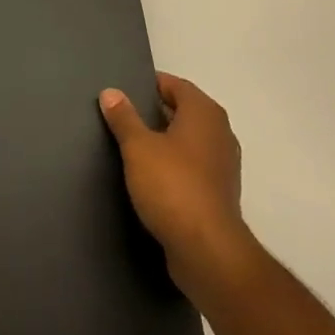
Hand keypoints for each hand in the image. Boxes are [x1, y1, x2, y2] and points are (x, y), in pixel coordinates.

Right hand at [99, 73, 255, 296]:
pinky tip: (151, 176)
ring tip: (132, 145)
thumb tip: (111, 92)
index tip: (124, 90)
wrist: (207, 250)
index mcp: (204, 112)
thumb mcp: (138, 147)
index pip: (175, 85)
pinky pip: (193, 166)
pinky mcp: (220, 192)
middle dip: (155, 112)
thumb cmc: (172, 186)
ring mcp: (223, 164)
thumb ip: (124, 117)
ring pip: (188, 140)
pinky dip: (174, 164)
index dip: (150, 84)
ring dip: (165, 140)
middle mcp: (220, 132)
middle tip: (122, 116)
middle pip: (184, 111)